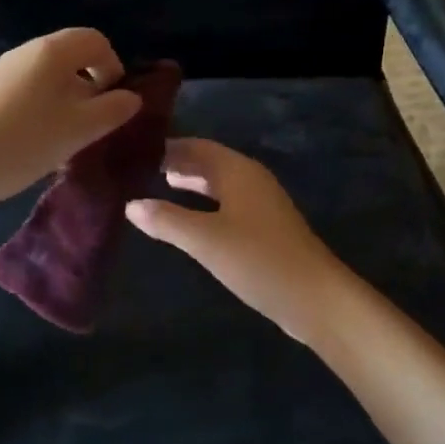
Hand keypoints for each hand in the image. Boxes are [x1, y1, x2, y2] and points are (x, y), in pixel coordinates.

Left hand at [0, 28, 141, 209]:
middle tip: (93, 125)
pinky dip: (41, 110)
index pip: (96, 40)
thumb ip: (111, 111)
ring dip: (66, 102)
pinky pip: (26, 92)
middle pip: (71, 57)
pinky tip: (34, 143)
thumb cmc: (21, 141)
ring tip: (65, 139)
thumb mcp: (77, 130)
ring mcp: (1, 72)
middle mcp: (26, 52)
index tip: (114, 103)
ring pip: (48, 78)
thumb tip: (131, 97)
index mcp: (52, 51)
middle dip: (91, 87)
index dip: (114, 67)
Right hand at [126, 139, 348, 342]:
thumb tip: (130, 204)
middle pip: (209, 161)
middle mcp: (251, 179)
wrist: (314, 297)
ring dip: (192, 181)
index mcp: (238, 171)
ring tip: (159, 184)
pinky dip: (204, 202)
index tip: (136, 150)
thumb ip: (167, 220)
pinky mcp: (265, 228)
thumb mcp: (205, 239)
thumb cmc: (258, 259)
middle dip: (178, 162)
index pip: (197, 146)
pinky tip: (190, 218)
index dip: (168, 146)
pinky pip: (227, 203)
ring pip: (219, 183)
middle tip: (140, 167)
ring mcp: (261, 204)